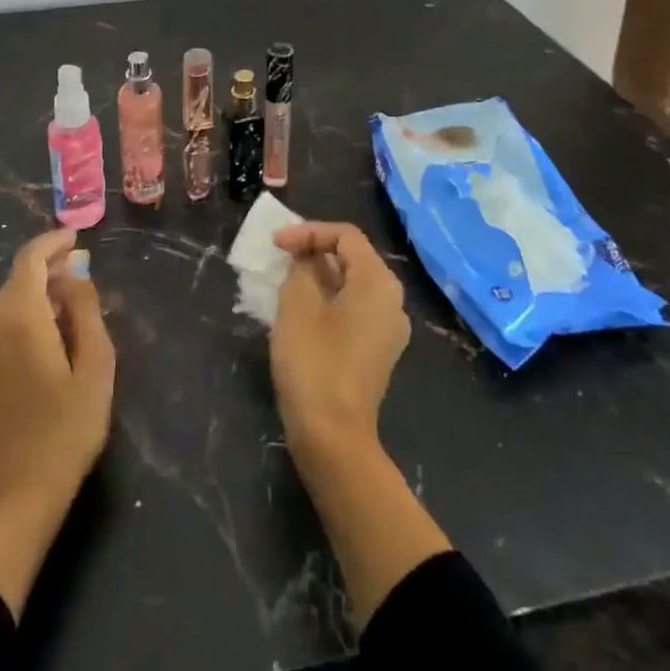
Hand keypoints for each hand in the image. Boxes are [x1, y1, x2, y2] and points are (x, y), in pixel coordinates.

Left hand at [0, 229, 114, 502]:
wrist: (16, 497)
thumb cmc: (65, 431)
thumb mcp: (95, 368)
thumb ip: (86, 311)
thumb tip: (76, 274)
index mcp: (19, 318)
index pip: (30, 260)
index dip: (53, 242)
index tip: (77, 237)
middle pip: (18, 278)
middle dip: (49, 265)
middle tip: (83, 268)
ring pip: (10, 300)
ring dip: (38, 289)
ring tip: (73, 298)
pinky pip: (3, 323)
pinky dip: (27, 311)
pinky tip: (52, 330)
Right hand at [270, 221, 445, 626]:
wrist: (334, 438)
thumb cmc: (314, 363)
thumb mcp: (297, 304)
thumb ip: (302, 268)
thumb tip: (307, 259)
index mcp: (378, 282)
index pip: (345, 236)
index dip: (308, 232)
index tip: (276, 244)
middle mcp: (392, 300)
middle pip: (354, 257)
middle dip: (315, 250)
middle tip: (280, 256)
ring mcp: (390, 329)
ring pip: (354, 284)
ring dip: (321, 275)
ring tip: (287, 279)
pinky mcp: (379, 351)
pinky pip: (356, 308)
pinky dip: (330, 299)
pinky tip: (303, 310)